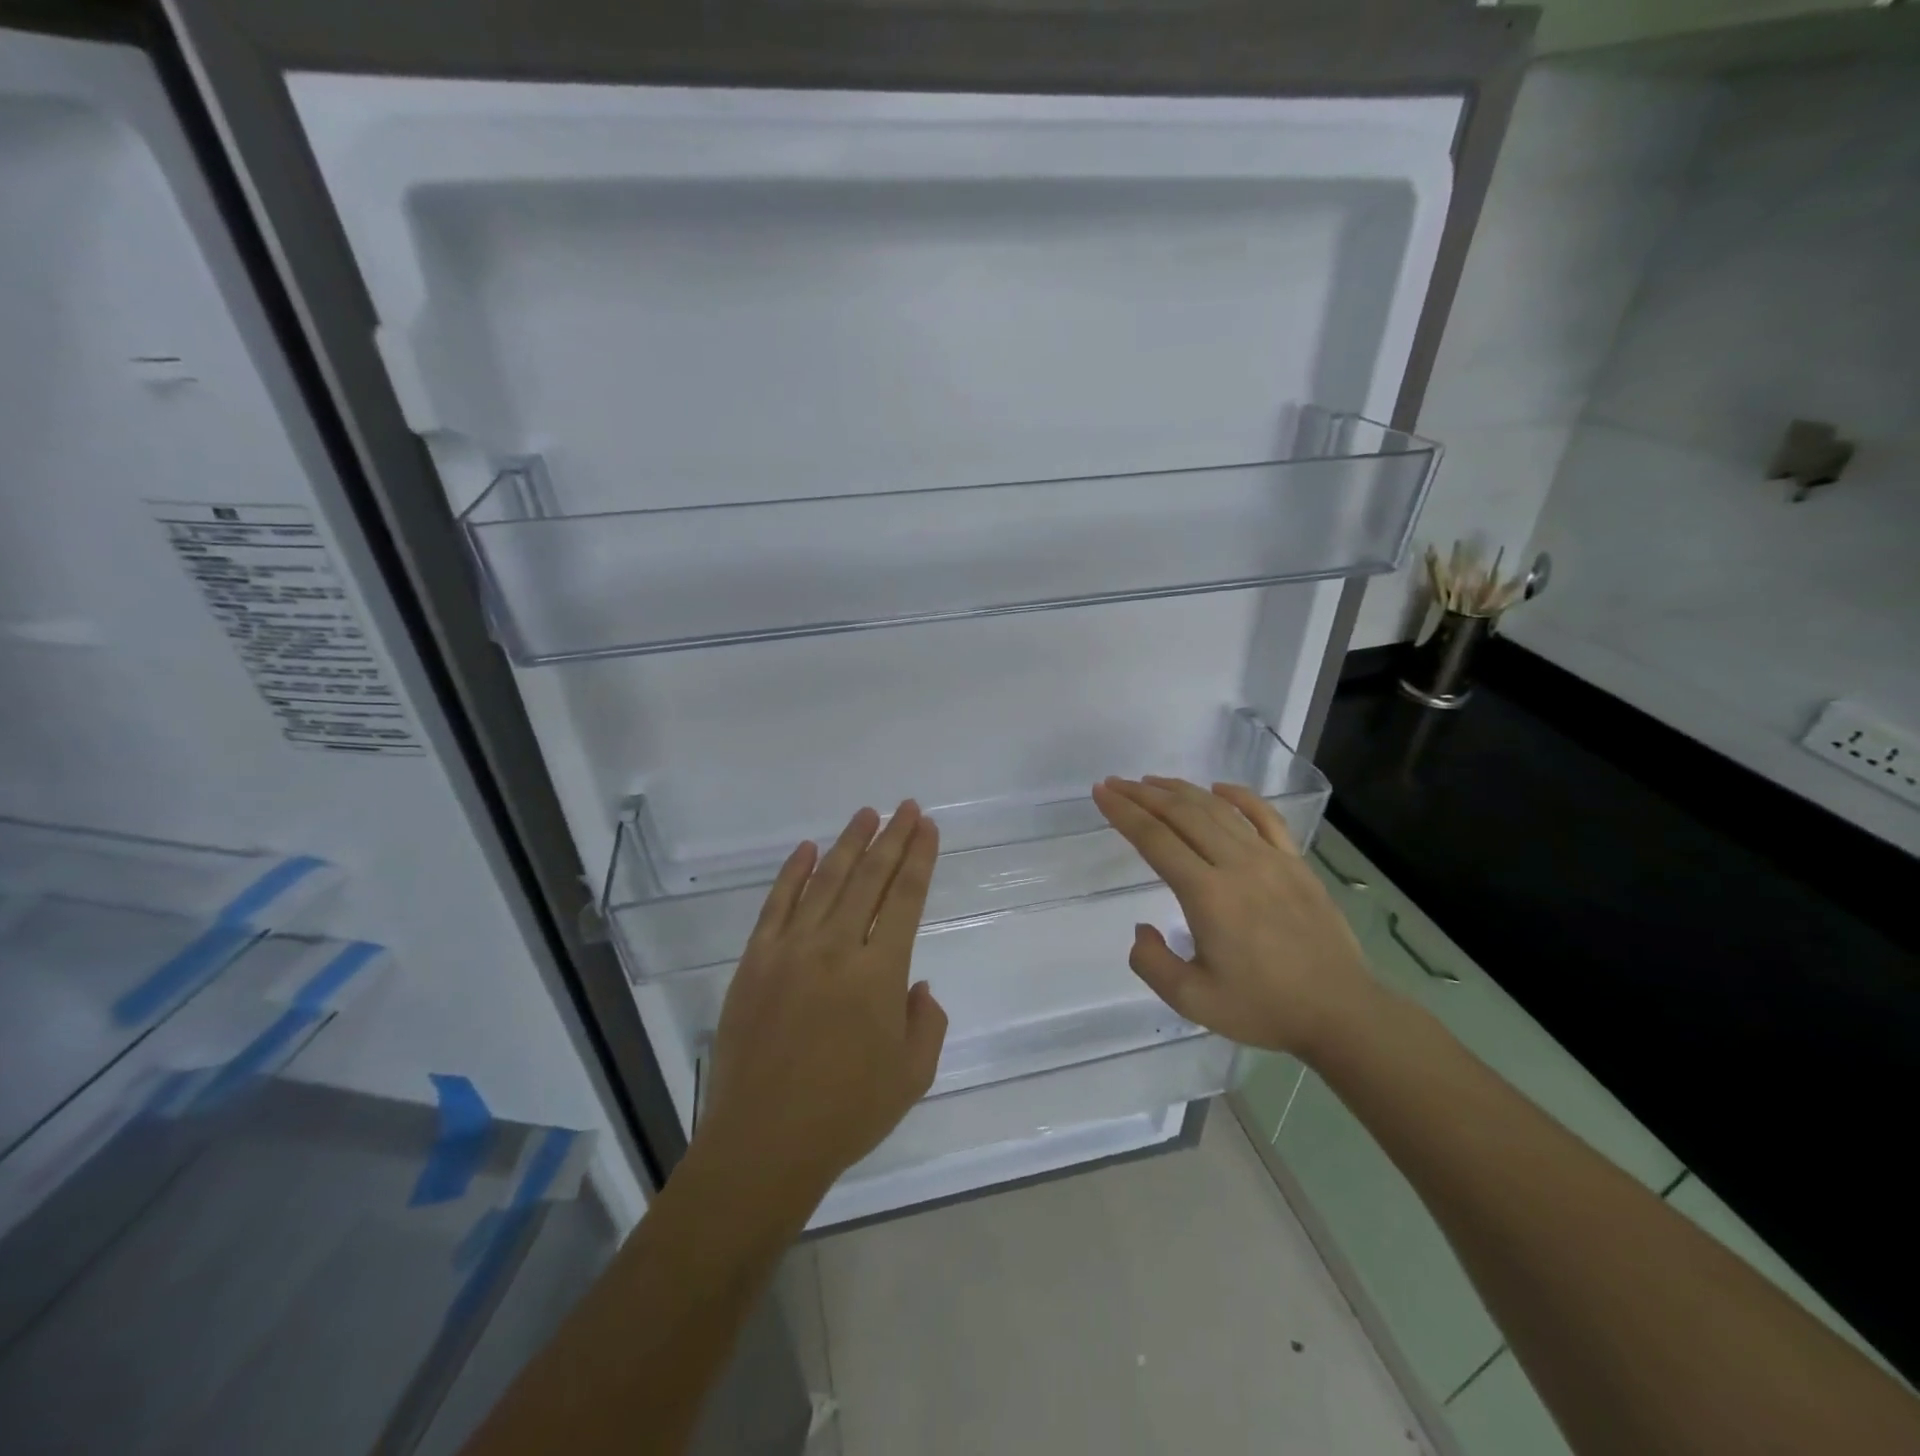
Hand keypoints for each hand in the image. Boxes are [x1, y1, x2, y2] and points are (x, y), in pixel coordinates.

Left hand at [694, 802, 948, 1209]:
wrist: (764, 1142)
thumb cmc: (847, 1113)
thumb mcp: (913, 1075)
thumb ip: (926, 1021)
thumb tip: (916, 984)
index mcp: (879, 973)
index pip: (905, 898)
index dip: (920, 858)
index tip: (928, 827)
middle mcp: (836, 948)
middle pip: (869, 878)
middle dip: (892, 838)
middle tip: (907, 807)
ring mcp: (790, 950)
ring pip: (825, 881)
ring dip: (848, 844)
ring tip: (867, 815)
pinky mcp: (755, 961)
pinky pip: (776, 905)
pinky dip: (792, 874)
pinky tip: (806, 849)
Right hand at [1091, 776, 1379, 1059]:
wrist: (1341, 1012)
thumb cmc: (1264, 1008)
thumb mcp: (1193, 1000)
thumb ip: (1152, 964)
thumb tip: (1142, 928)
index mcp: (1207, 894)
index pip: (1155, 839)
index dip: (1124, 813)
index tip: (1101, 793)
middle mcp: (1236, 865)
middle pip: (1182, 814)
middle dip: (1143, 794)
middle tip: (1116, 783)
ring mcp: (1270, 859)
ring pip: (1218, 810)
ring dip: (1181, 791)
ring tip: (1152, 782)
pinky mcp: (1296, 863)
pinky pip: (1265, 817)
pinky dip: (1239, 797)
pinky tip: (1219, 788)